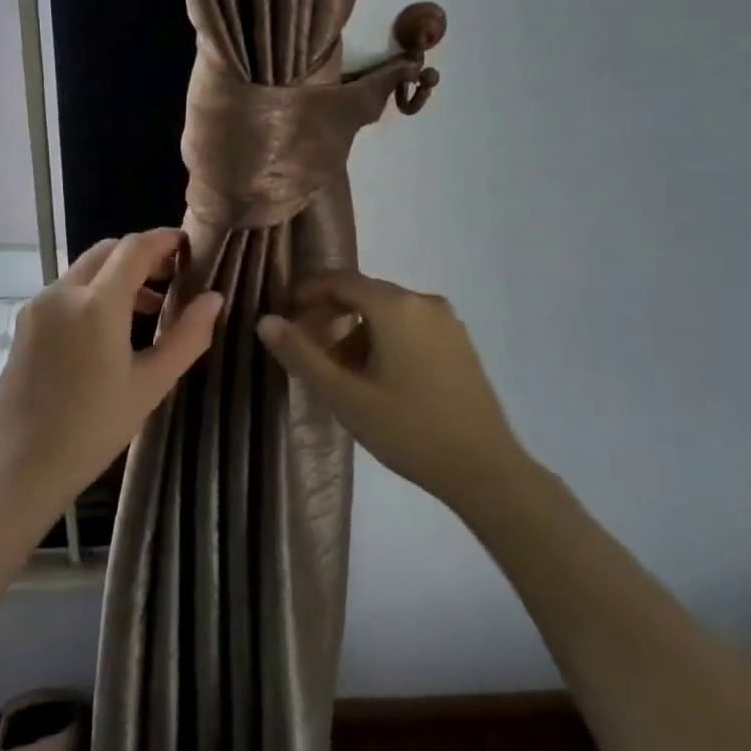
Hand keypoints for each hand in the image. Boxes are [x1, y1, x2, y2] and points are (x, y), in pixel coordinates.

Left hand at [0, 229, 221, 513]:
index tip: (189, 246)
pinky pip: (67, 290)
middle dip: (142, 255)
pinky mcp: (26, 323)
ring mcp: (39, 305)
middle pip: (108, 251)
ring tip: (151, 307)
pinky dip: (95, 291)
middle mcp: (64, 292)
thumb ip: (187, 336)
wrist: (18, 467)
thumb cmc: (93, 429)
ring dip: (118, 274)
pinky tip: (111, 327)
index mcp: (97, 303)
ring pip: (86, 269)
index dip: (165, 240)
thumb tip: (214, 298)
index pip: (135, 248)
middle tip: (174, 276)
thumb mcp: (151, 385)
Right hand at [257, 272, 524, 515]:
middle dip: (332, 314)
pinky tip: (379, 378)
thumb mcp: (346, 396)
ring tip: (341, 372)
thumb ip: (302, 354)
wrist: (486, 470)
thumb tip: (265, 321)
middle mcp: (424, 301)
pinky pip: (412, 326)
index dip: (309, 292)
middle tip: (307, 347)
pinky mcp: (461, 343)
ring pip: (389, 312)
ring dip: (358, 330)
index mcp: (395, 306)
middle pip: (365, 294)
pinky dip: (386, 339)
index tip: (286, 313)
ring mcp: (448, 321)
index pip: (341, 280)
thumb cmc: (409, 430)